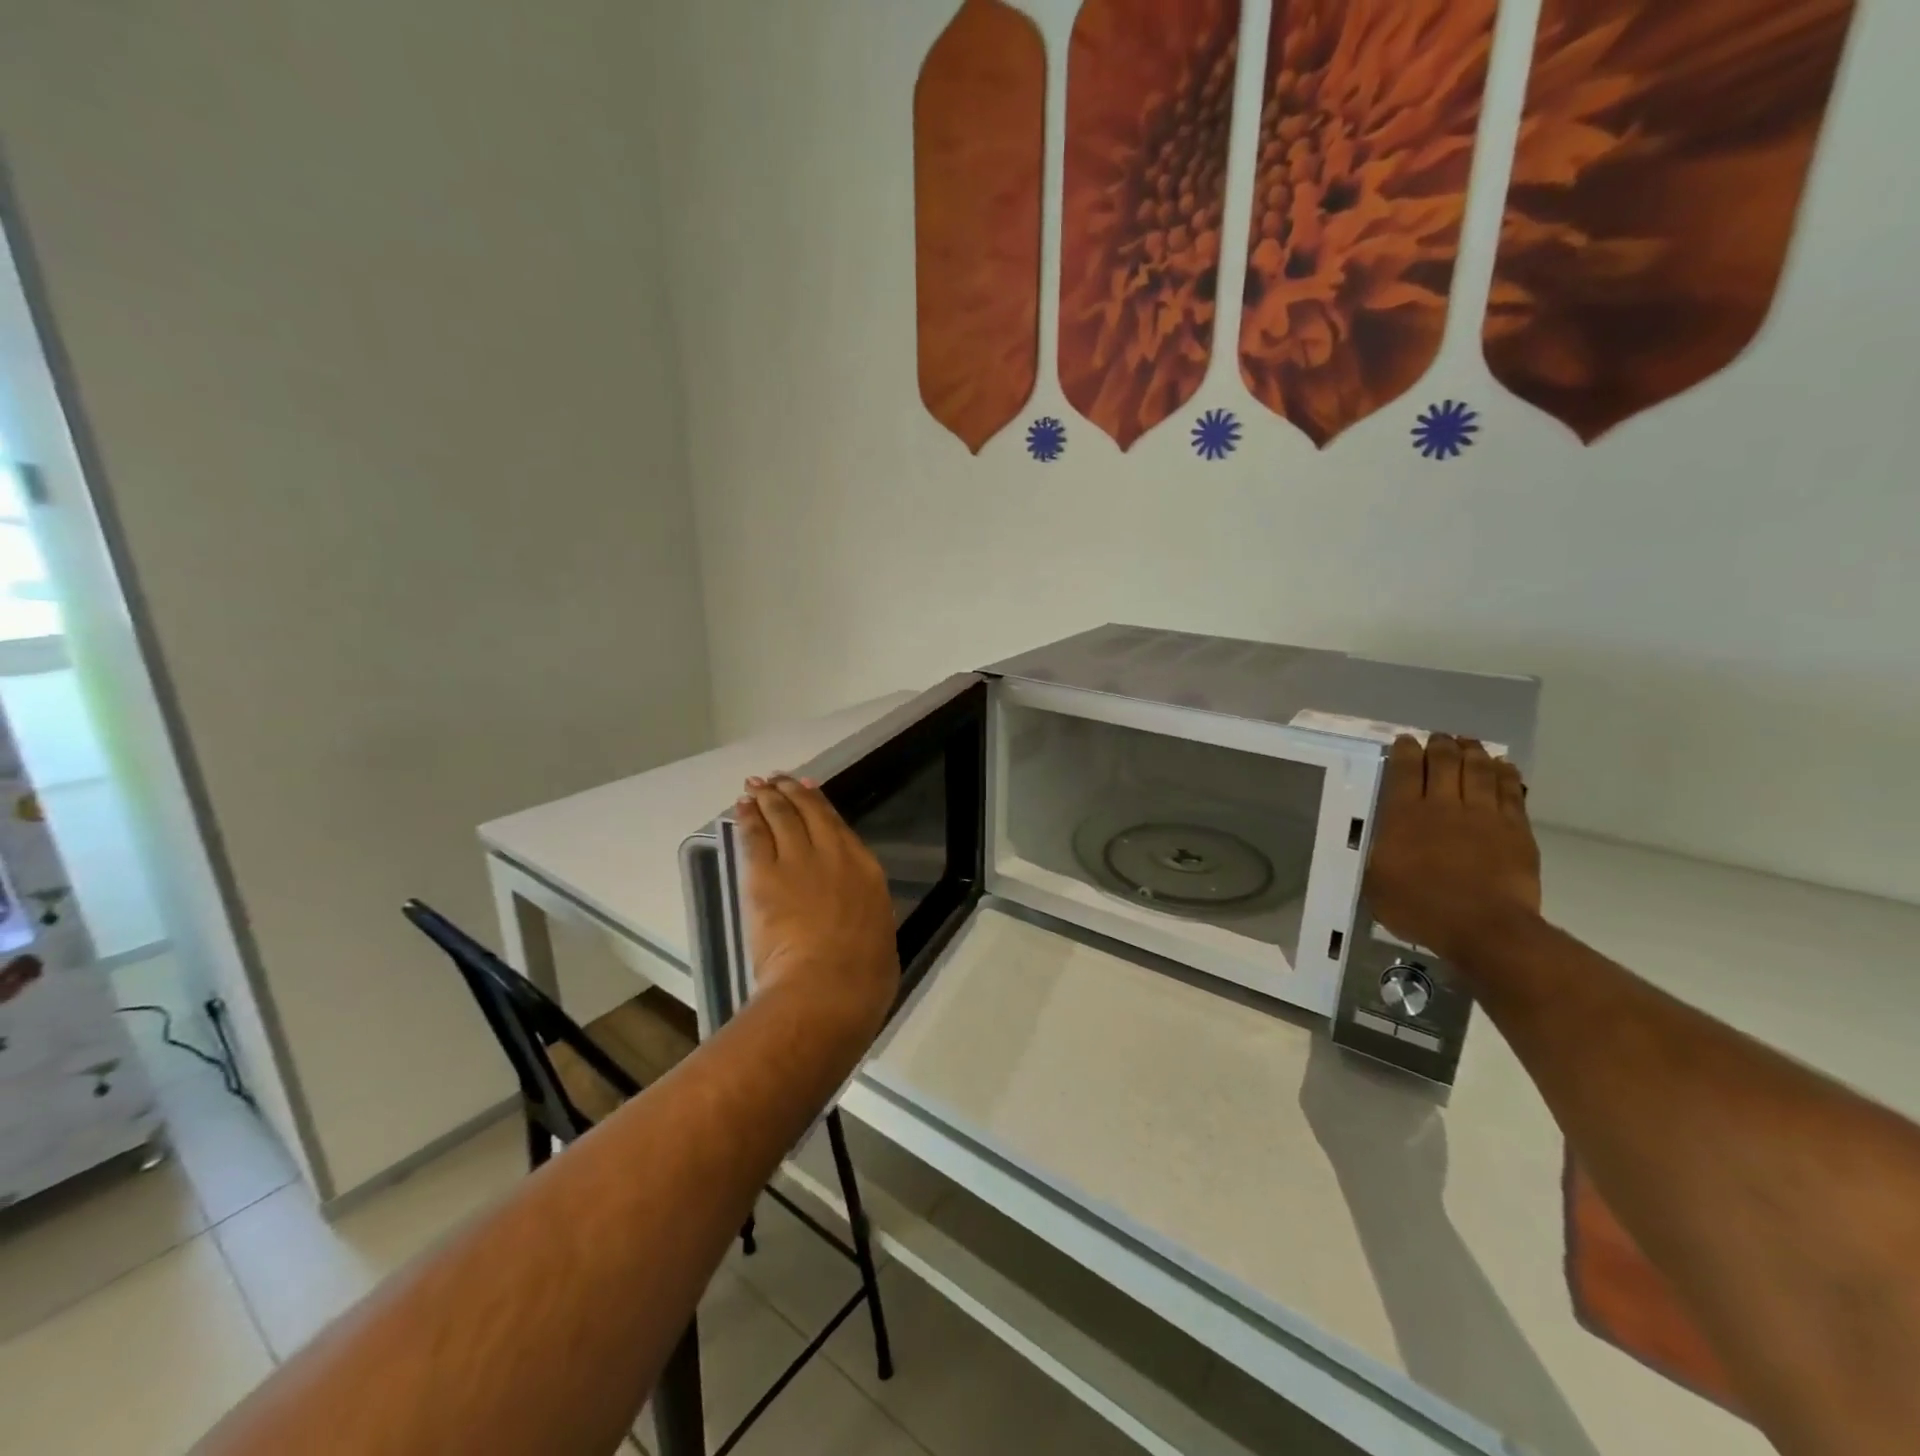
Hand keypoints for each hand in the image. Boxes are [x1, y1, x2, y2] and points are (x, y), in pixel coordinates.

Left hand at [736, 774, 900, 1039]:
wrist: (829, 984)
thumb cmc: (864, 976)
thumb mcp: (878, 936)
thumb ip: (864, 915)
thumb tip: (859, 918)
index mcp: (865, 870)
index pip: (838, 826)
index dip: (820, 804)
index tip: (809, 789)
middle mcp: (833, 855)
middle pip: (808, 813)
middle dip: (791, 792)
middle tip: (778, 779)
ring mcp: (797, 861)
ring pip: (780, 817)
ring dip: (767, 798)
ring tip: (757, 786)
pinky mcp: (764, 875)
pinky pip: (754, 837)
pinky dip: (747, 818)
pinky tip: (742, 807)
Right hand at [1364, 735, 1541, 964]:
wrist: (1484, 927)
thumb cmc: (1420, 908)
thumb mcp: (1377, 882)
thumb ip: (1378, 853)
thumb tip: (1379, 841)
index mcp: (1403, 816)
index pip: (1404, 771)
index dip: (1405, 751)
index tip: (1405, 740)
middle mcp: (1443, 806)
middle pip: (1444, 763)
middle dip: (1440, 745)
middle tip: (1439, 738)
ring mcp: (1483, 815)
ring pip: (1478, 770)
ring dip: (1473, 752)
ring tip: (1469, 743)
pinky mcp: (1515, 828)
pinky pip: (1510, 791)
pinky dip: (1505, 774)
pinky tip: (1502, 766)